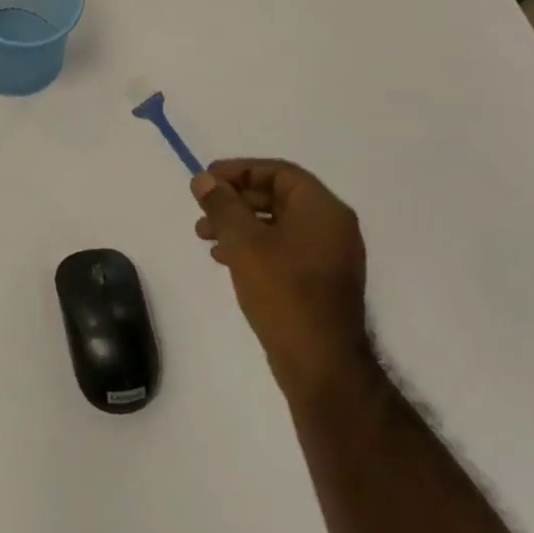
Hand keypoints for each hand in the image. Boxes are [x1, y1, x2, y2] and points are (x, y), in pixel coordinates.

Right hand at [192, 159, 369, 402]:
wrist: (320, 362)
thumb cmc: (283, 292)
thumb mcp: (244, 242)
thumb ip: (222, 205)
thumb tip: (203, 180)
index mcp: (322, 209)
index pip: (279, 172)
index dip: (239, 170)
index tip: (206, 180)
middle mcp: (331, 225)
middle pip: (277, 196)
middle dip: (235, 200)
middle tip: (201, 210)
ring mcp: (328, 255)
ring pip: (276, 224)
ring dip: (239, 224)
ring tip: (204, 236)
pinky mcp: (319, 280)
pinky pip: (283, 248)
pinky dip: (253, 245)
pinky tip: (225, 258)